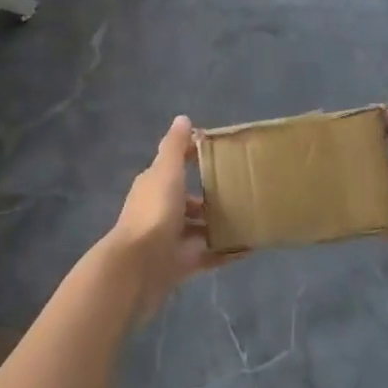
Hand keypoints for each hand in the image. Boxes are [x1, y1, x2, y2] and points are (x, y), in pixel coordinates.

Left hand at [101, 116, 238, 325]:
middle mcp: (161, 210)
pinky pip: (209, 256)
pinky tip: (250, 248)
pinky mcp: (181, 265)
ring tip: (251, 218)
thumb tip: (183, 119)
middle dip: (213, 196)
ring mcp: (171, 239)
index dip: (196, 157)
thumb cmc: (154, 212)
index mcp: (155, 185)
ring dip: (220, 225)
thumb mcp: (166, 171)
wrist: (136, 269)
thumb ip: (175, 146)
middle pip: (190, 200)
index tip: (224, 153)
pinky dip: (227, 253)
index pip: (176, 165)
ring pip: (200, 229)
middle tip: (245, 190)